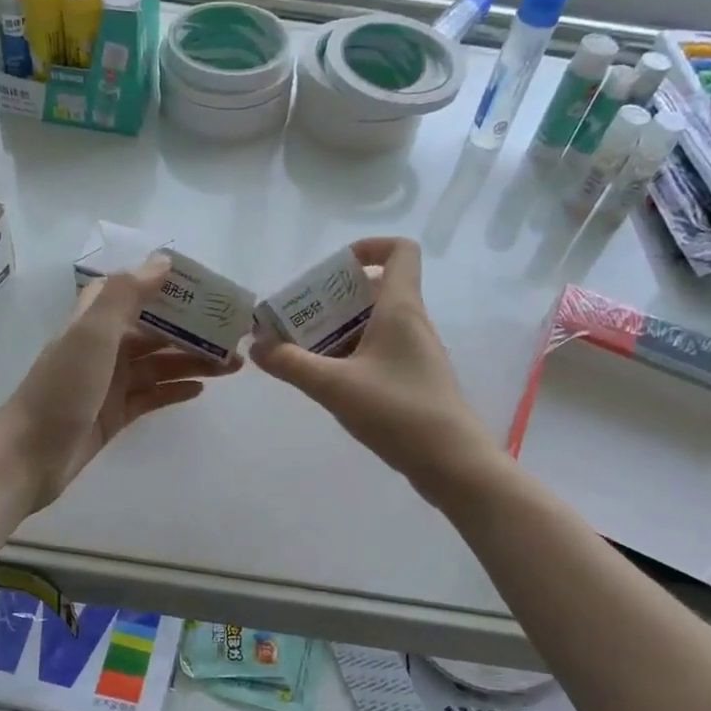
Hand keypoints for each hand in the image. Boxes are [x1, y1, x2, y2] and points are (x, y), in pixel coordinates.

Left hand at [0, 258, 240, 511]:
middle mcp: (102, 348)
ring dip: (193, 361)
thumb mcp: (92, 334)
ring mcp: (109, 383)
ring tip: (232, 366)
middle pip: (154, 331)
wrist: (29, 456)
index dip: (166, 286)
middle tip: (233, 336)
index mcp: (94, 322)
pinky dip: (175, 390)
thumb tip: (163, 262)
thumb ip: (126, 295)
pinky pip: (152, 396)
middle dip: (192, 330)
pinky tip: (202, 390)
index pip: (133, 291)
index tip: (205, 289)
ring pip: (159, 365)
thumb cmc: (62, 389)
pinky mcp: (115, 415)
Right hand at [252, 237, 497, 505]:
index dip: (369, 247)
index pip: (400, 251)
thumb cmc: (397, 412)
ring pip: (375, 325)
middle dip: (335, 299)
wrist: (452, 463)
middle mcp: (412, 323)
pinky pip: (380, 352)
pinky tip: (328, 382)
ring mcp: (416, 353)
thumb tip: (257, 346)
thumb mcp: (334, 386)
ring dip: (340, 330)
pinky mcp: (415, 380)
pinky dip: (352, 356)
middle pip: (376, 290)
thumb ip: (291, 364)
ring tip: (304, 351)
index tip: (334, 269)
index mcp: (400, 309)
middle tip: (300, 318)